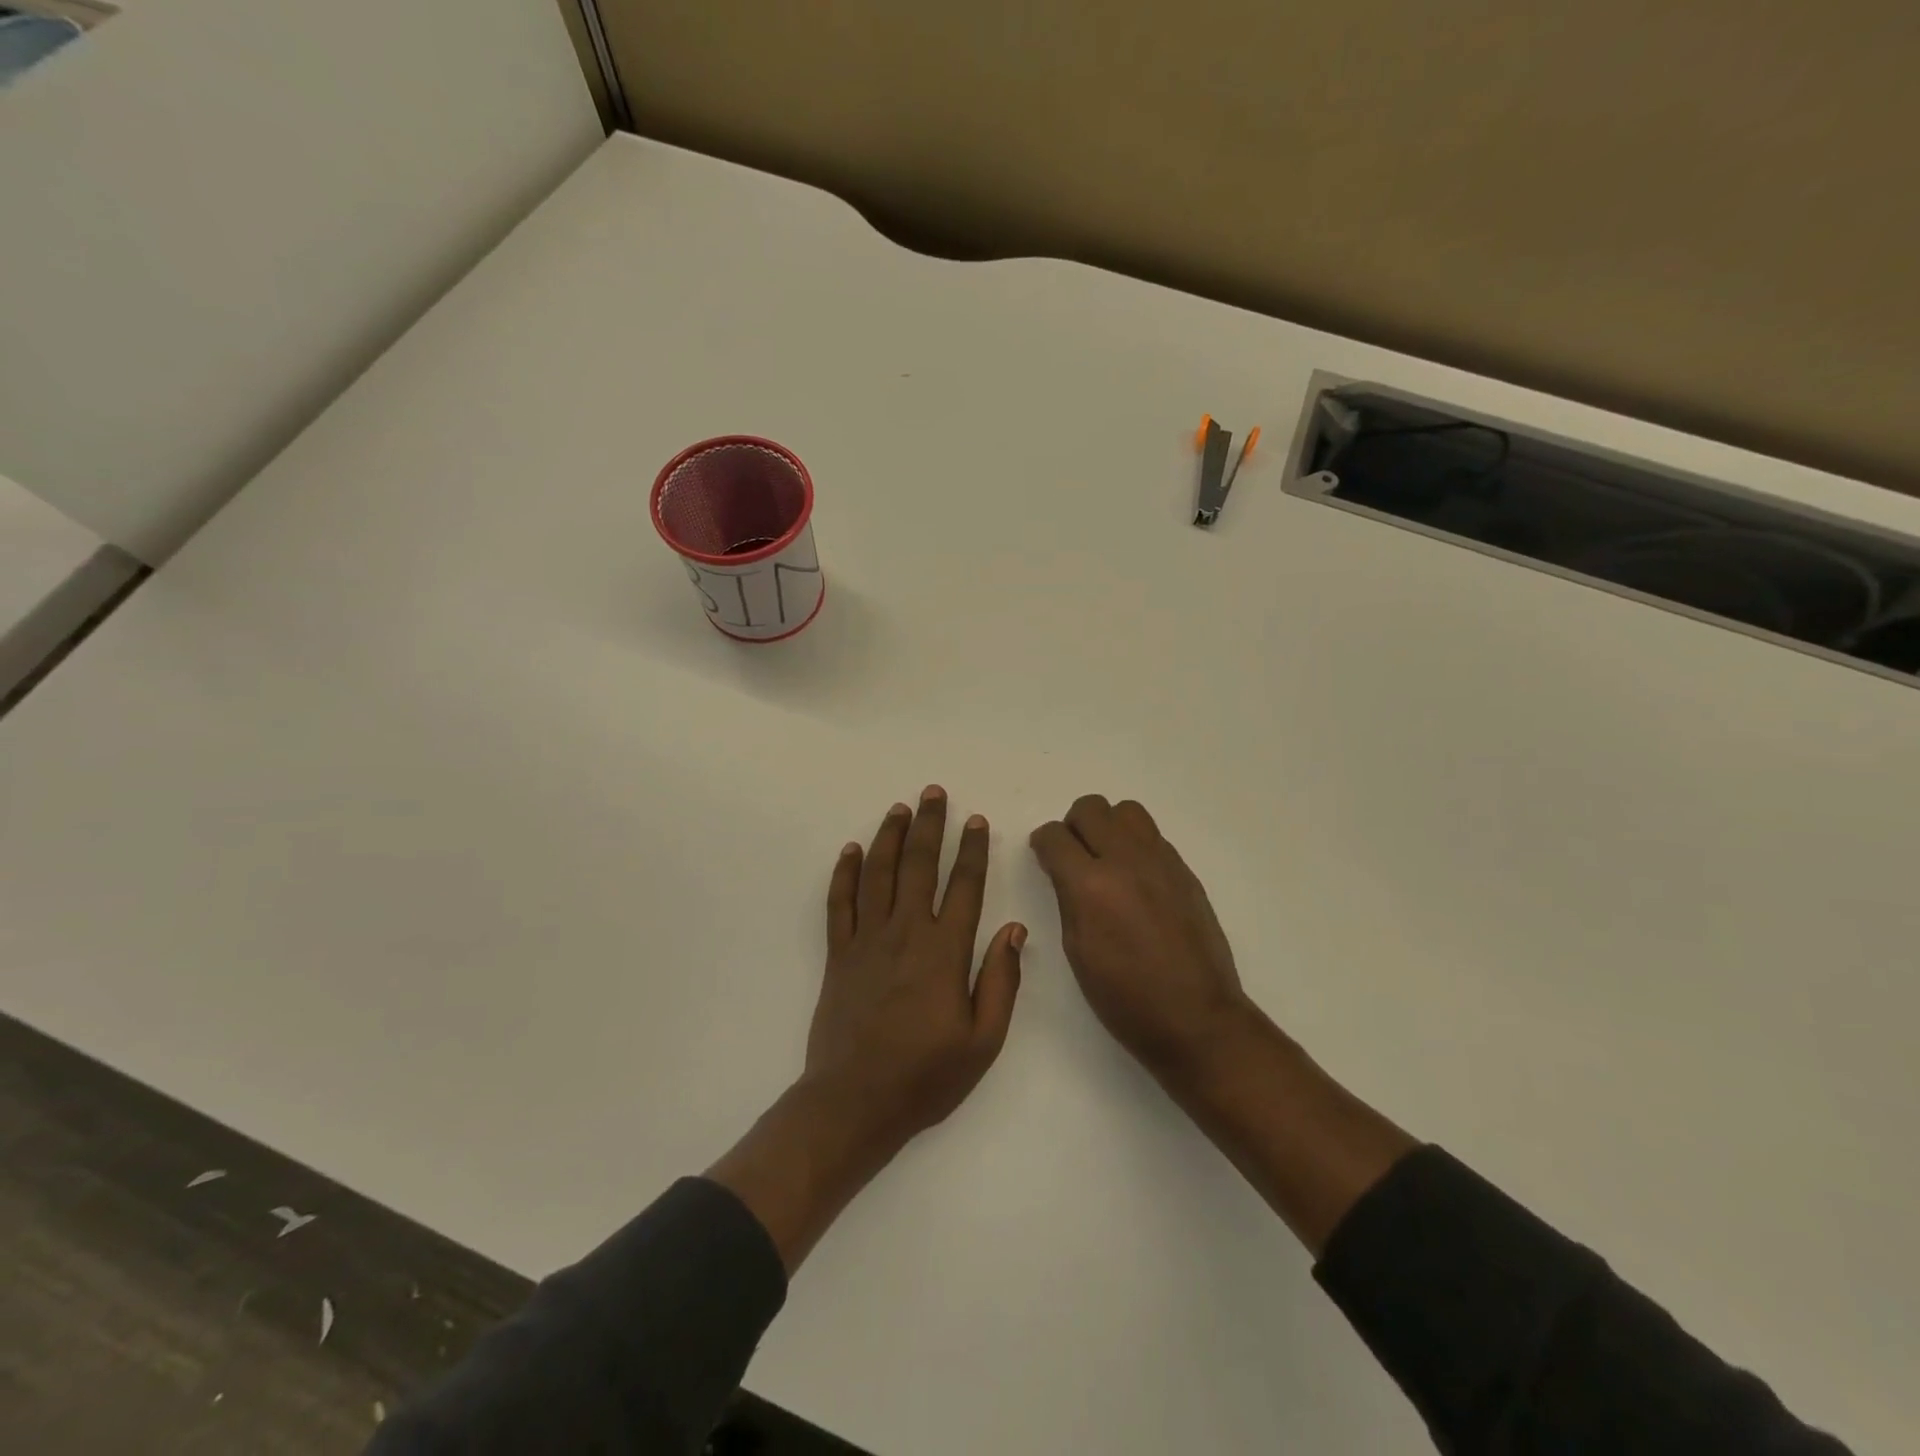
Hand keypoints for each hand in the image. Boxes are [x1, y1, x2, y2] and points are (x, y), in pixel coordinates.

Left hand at [803, 786, 1025, 1157]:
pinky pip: (840, 903)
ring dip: (889, 837)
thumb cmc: (925, 1076)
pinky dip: (845, 873)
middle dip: (928, 826)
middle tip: (933, 793)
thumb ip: (1001, 981)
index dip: (972, 850)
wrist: (854, 1103)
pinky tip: (852, 850)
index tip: (977, 820)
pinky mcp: (838, 955)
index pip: (964, 886)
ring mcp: (866, 941)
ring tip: (899, 808)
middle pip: (918, 866)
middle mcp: (905, 933)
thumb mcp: (983, 1041)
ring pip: (878, 874)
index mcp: (944, 951)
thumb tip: (1013, 929)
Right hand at [1030, 794, 1250, 1081]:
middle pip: (1090, 808)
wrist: (1197, 1019)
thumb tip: (1063, 870)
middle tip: (1073, 855)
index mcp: (1090, 886)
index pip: (1054, 836)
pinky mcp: (1184, 870)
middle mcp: (1126, 860)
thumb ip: (1068, 898)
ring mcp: (1161, 861)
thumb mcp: (1077, 950)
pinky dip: (1135, 845)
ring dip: (1108, 826)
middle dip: (1073, 826)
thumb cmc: (1125, 998)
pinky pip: (1152, 836)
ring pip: (1126, 810)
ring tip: (1106, 859)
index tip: (1043, 856)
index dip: (1042, 843)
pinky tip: (1136, 880)